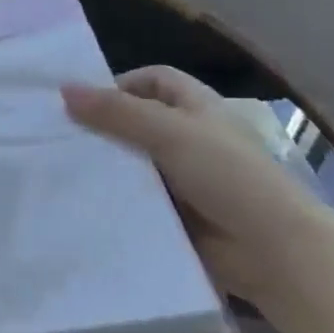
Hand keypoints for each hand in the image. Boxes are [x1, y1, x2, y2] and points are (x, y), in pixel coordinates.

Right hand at [62, 66, 333, 301]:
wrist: (276, 252)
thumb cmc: (229, 176)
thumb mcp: (169, 133)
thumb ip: (116, 112)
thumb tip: (64, 89)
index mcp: (197, 108)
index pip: (154, 80)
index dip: (121, 83)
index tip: (83, 101)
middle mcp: (190, 138)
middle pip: (136, 121)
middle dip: (102, 127)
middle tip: (56, 135)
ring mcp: (183, 178)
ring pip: (133, 162)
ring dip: (105, 165)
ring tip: (59, 168)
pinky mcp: (176, 213)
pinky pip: (137, 199)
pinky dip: (115, 198)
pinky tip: (82, 201)